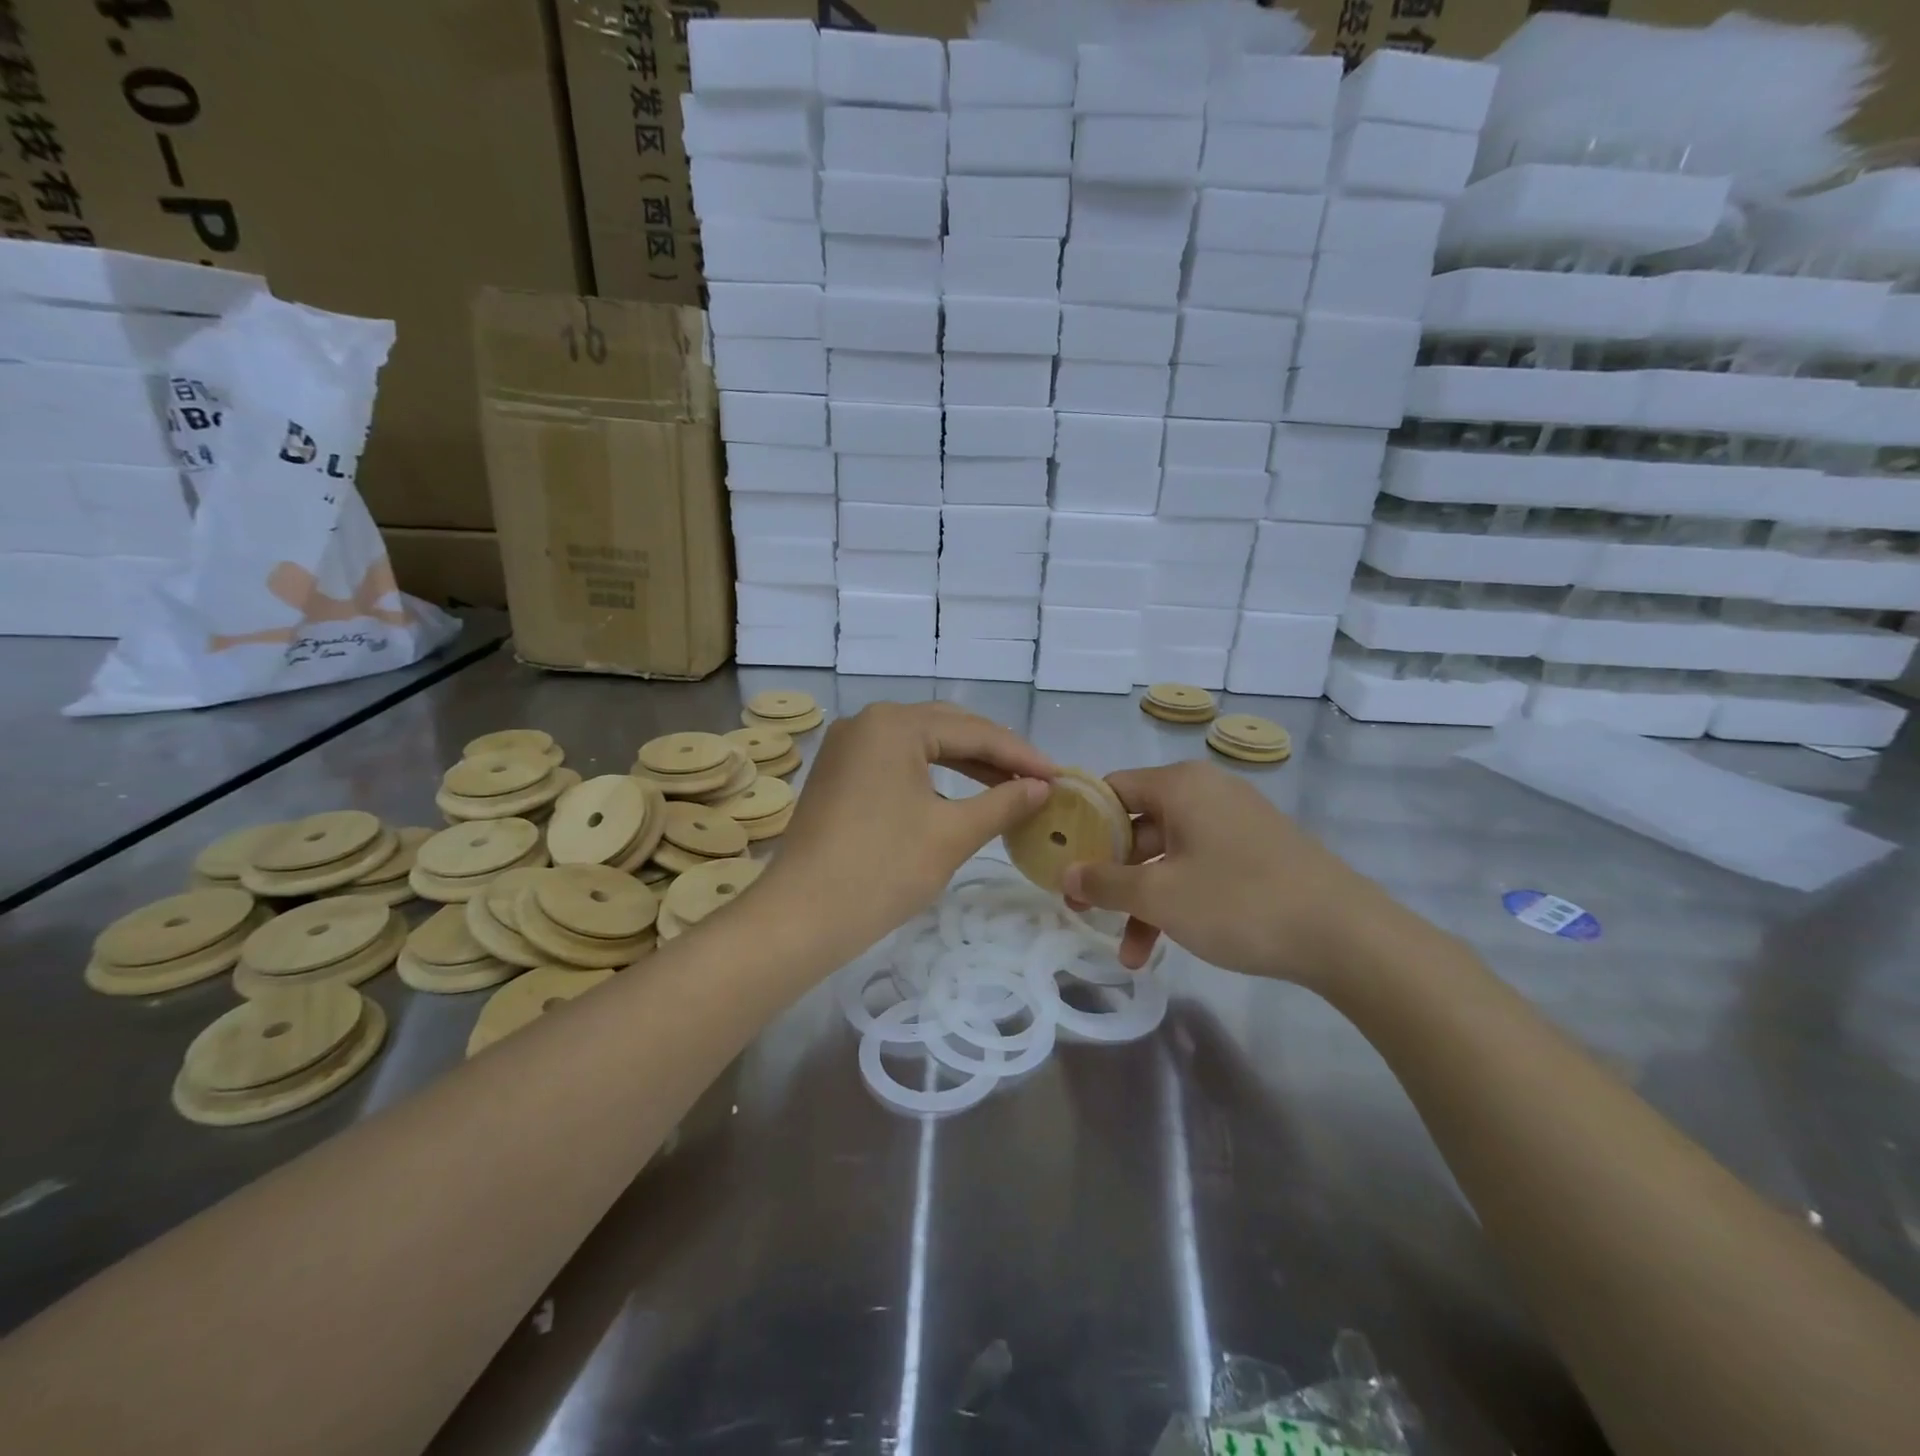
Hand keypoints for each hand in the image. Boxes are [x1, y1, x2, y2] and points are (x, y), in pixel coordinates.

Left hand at [764, 701, 1053, 955]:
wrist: (801, 917)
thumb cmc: (882, 870)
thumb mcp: (952, 834)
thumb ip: (1003, 803)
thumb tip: (1042, 788)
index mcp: (895, 724)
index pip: (973, 731)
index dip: (1021, 755)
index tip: (1059, 776)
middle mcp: (868, 721)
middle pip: (947, 728)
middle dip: (994, 754)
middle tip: (1037, 779)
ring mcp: (848, 746)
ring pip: (922, 744)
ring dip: (966, 763)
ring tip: (1008, 786)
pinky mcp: (839, 772)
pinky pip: (897, 761)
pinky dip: (933, 775)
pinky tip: (960, 793)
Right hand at [1062, 762, 1395, 988]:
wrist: (1346, 936)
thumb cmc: (1239, 901)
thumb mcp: (1159, 894)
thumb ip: (1105, 881)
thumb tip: (1066, 873)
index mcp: (1181, 785)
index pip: (1111, 789)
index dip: (1080, 824)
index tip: (1059, 860)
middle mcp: (1206, 793)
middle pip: (1137, 825)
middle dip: (1110, 874)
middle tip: (1085, 910)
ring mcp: (1234, 823)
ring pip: (1168, 855)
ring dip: (1142, 900)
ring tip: (1129, 953)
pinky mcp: (1256, 853)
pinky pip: (1198, 867)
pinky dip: (1177, 899)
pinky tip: (1166, 944)